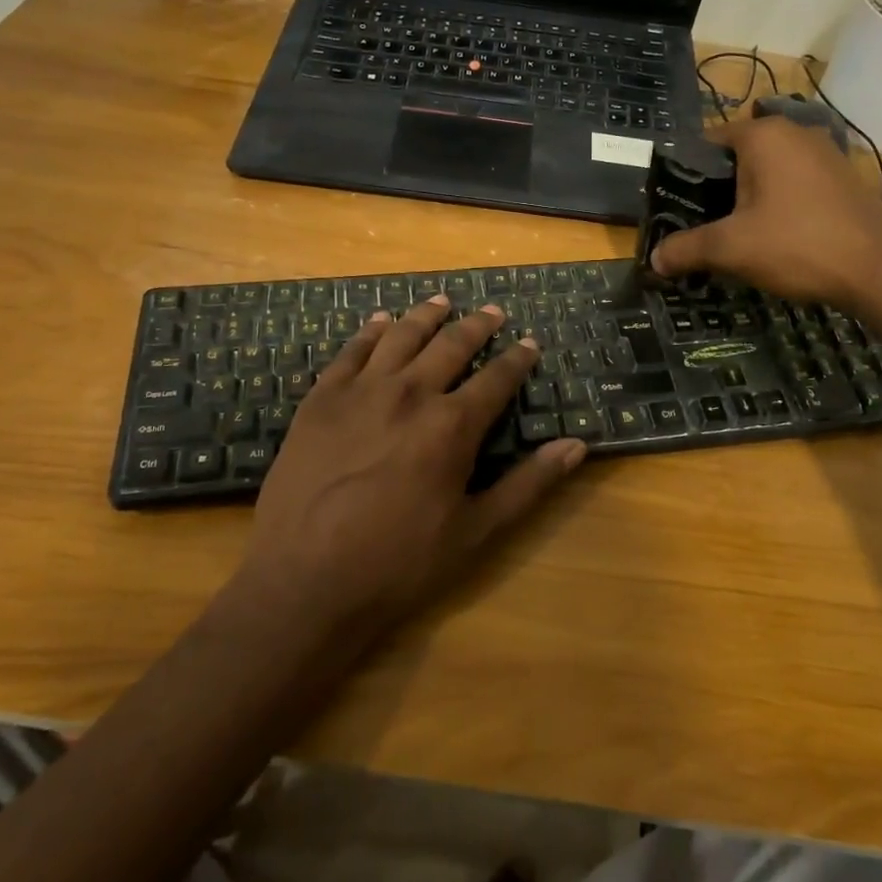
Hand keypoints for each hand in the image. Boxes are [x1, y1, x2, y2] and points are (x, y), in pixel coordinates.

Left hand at [234, 298, 587, 636]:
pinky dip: (370, 331)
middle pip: (451, 345)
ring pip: (402, 335)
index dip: (517, 358)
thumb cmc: (397, 564)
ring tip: (442, 299)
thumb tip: (577, 446)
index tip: (529, 342)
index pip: (497, 378)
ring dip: (426, 315)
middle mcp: (411, 393)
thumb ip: (528, 485)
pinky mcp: (321, 398)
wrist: (304, 581)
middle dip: (477, 325)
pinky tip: (380, 321)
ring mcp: (361, 390)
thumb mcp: (475, 533)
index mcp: (452, 426)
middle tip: (492, 311)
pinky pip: (351, 350)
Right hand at [651, 116, 881, 306]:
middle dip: (717, 189)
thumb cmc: (797, 244)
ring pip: (768, 171)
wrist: (880, 270)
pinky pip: (795, 183)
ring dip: (748, 198)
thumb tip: (653, 260)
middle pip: (737, 157)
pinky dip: (778, 203)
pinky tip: (774, 236)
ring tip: (733, 233)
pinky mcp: (843, 178)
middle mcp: (794, 133)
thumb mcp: (731, 248)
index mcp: (763, 135)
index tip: (675, 205)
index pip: (707, 142)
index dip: (686, 174)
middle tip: (700, 224)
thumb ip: (687, 248)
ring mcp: (824, 153)